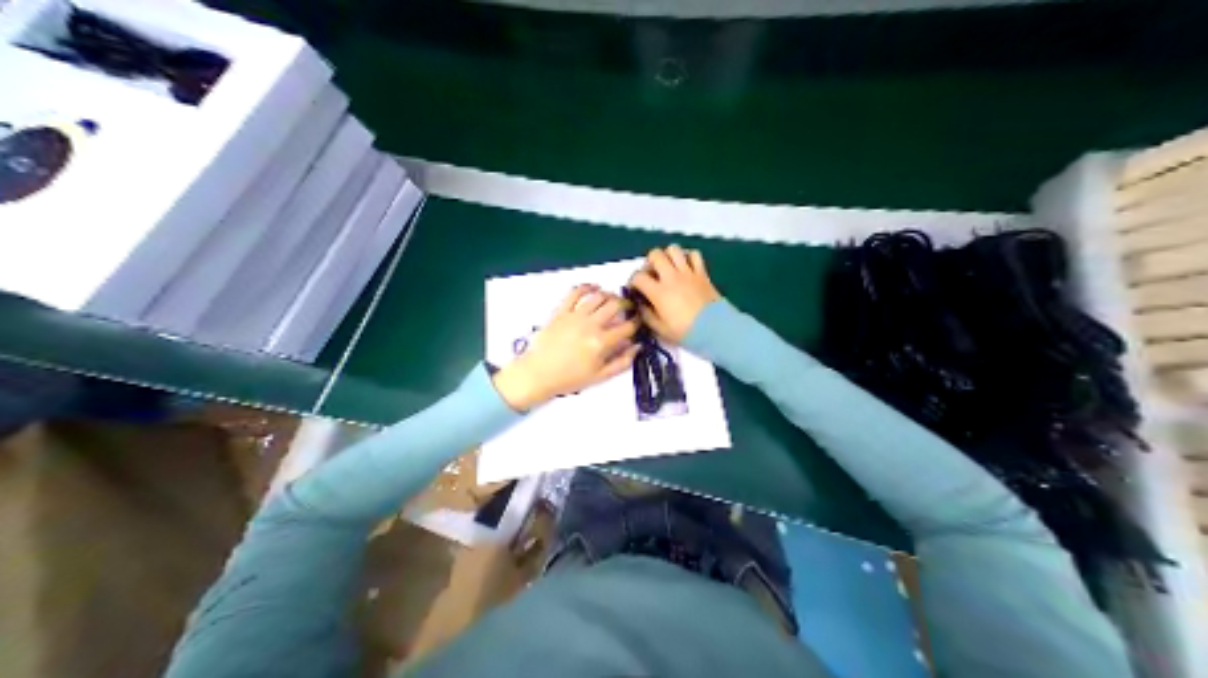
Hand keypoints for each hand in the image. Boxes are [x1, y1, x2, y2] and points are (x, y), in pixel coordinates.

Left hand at [494, 283, 640, 409]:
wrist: (538, 374)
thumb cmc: (569, 378)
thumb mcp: (600, 377)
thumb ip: (621, 362)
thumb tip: (636, 347)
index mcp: (601, 343)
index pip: (627, 327)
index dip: (637, 323)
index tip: (638, 322)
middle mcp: (590, 325)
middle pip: (615, 306)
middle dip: (626, 305)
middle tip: (629, 308)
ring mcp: (575, 316)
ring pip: (598, 297)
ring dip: (610, 295)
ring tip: (614, 299)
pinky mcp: (561, 311)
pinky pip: (575, 293)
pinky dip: (586, 287)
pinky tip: (594, 288)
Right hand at [629, 241, 720, 339]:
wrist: (716, 329)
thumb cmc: (686, 332)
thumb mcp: (661, 329)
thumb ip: (647, 315)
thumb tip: (641, 305)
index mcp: (659, 292)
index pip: (638, 277)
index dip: (633, 281)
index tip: (635, 289)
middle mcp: (671, 277)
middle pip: (655, 254)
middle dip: (649, 262)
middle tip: (652, 274)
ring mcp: (688, 272)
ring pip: (673, 249)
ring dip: (667, 256)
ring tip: (668, 268)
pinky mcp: (702, 272)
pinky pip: (694, 255)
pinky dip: (688, 257)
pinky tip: (685, 267)